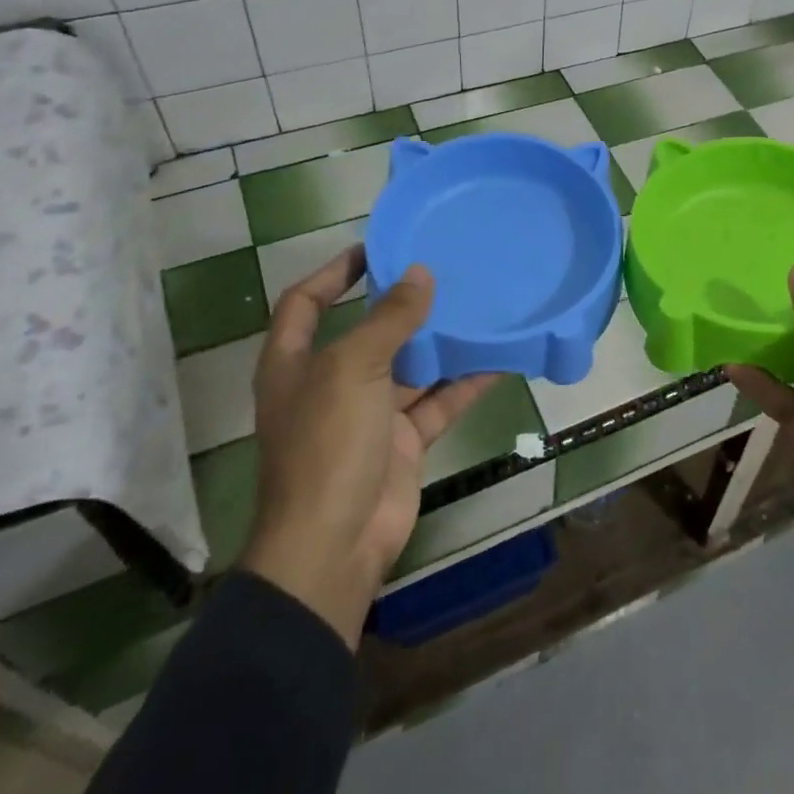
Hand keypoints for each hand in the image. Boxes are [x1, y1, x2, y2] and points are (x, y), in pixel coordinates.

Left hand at [238, 248, 497, 649]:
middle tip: (443, 271)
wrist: (335, 545)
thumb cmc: (327, 444)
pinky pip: (437, 401)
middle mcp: (330, 382)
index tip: (376, 248)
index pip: (306, 301)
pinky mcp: (402, 441)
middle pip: (367, 330)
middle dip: (401, 304)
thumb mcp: (353, 369)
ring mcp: (368, 414)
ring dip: (440, 341)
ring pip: (410, 366)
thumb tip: (420, 274)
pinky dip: (465, 383)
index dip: (334, 271)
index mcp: (296, 362)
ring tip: (477, 304)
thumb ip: (390, 320)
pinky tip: (498, 359)